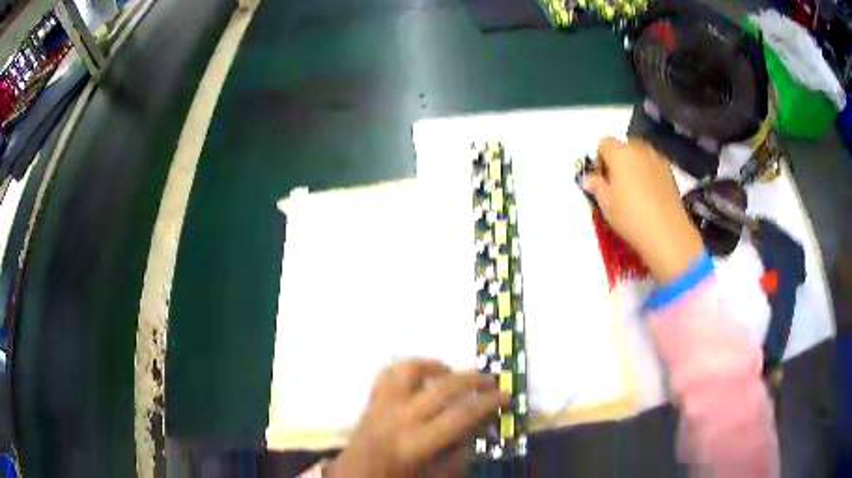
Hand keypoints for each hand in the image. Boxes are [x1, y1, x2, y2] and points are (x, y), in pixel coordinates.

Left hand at [327, 359, 508, 477]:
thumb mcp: (439, 475)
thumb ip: (462, 449)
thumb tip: (482, 422)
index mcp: (417, 443)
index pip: (462, 414)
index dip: (489, 402)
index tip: (506, 395)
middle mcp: (399, 418)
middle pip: (441, 386)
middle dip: (472, 379)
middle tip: (490, 381)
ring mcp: (381, 406)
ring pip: (409, 369)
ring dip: (434, 365)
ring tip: (451, 373)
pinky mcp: (370, 401)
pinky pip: (387, 373)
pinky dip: (406, 368)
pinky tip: (421, 376)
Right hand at [584, 138, 703, 283]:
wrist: (667, 232)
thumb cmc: (631, 217)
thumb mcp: (606, 204)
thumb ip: (596, 186)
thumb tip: (590, 178)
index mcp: (619, 153)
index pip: (603, 143)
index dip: (600, 159)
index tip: (602, 180)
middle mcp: (639, 149)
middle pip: (623, 147)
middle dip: (618, 162)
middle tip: (618, 186)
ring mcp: (657, 159)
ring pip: (640, 156)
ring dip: (634, 167)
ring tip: (635, 192)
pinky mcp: (670, 171)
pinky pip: (653, 166)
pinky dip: (648, 174)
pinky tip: (650, 196)